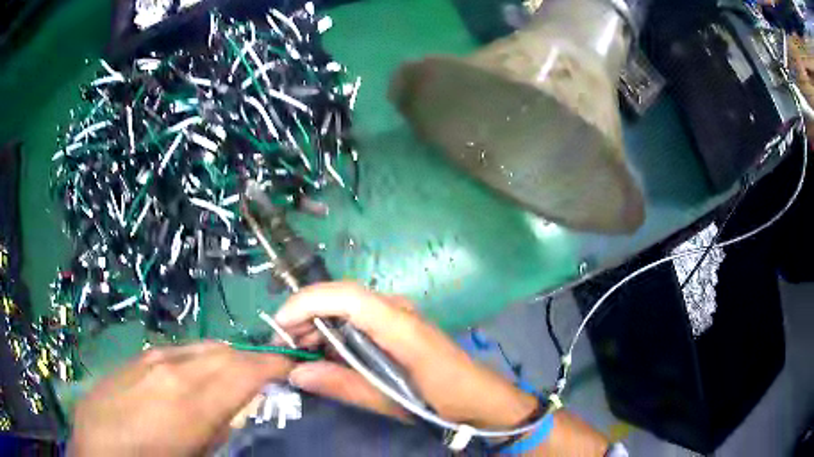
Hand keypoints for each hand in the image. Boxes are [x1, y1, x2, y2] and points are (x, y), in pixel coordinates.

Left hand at [69, 341, 293, 455]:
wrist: (95, 449)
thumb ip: (221, 432)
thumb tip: (237, 412)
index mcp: (192, 397)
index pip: (245, 368)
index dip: (274, 364)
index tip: (294, 366)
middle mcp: (172, 367)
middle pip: (224, 352)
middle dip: (250, 362)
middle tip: (266, 378)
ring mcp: (149, 359)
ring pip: (199, 348)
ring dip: (222, 360)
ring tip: (230, 380)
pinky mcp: (134, 360)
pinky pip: (174, 352)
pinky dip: (194, 361)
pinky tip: (189, 380)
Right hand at [274, 282, 537, 428]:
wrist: (479, 397)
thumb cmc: (443, 400)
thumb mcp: (392, 400)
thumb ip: (344, 386)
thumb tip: (297, 373)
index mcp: (400, 326)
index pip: (347, 296)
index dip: (309, 303)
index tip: (280, 324)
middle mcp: (398, 310)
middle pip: (341, 297)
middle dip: (305, 315)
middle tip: (284, 345)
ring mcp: (398, 315)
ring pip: (346, 306)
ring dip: (318, 323)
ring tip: (299, 350)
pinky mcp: (397, 325)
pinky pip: (358, 318)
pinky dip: (335, 331)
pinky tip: (325, 353)